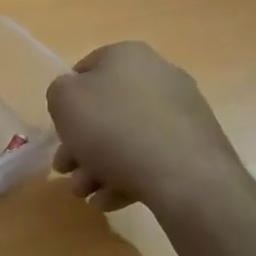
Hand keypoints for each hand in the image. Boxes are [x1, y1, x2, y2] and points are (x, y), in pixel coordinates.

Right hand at [46, 42, 245, 217]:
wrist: (183, 175)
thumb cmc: (113, 128)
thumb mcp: (63, 101)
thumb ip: (59, 92)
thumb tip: (75, 100)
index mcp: (127, 55)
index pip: (84, 70)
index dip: (66, 102)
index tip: (59, 132)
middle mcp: (159, 75)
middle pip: (106, 110)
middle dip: (80, 144)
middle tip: (66, 171)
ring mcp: (182, 111)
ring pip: (127, 137)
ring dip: (98, 166)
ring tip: (87, 194)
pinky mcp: (196, 145)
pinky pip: (151, 156)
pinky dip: (127, 176)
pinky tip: (111, 200)